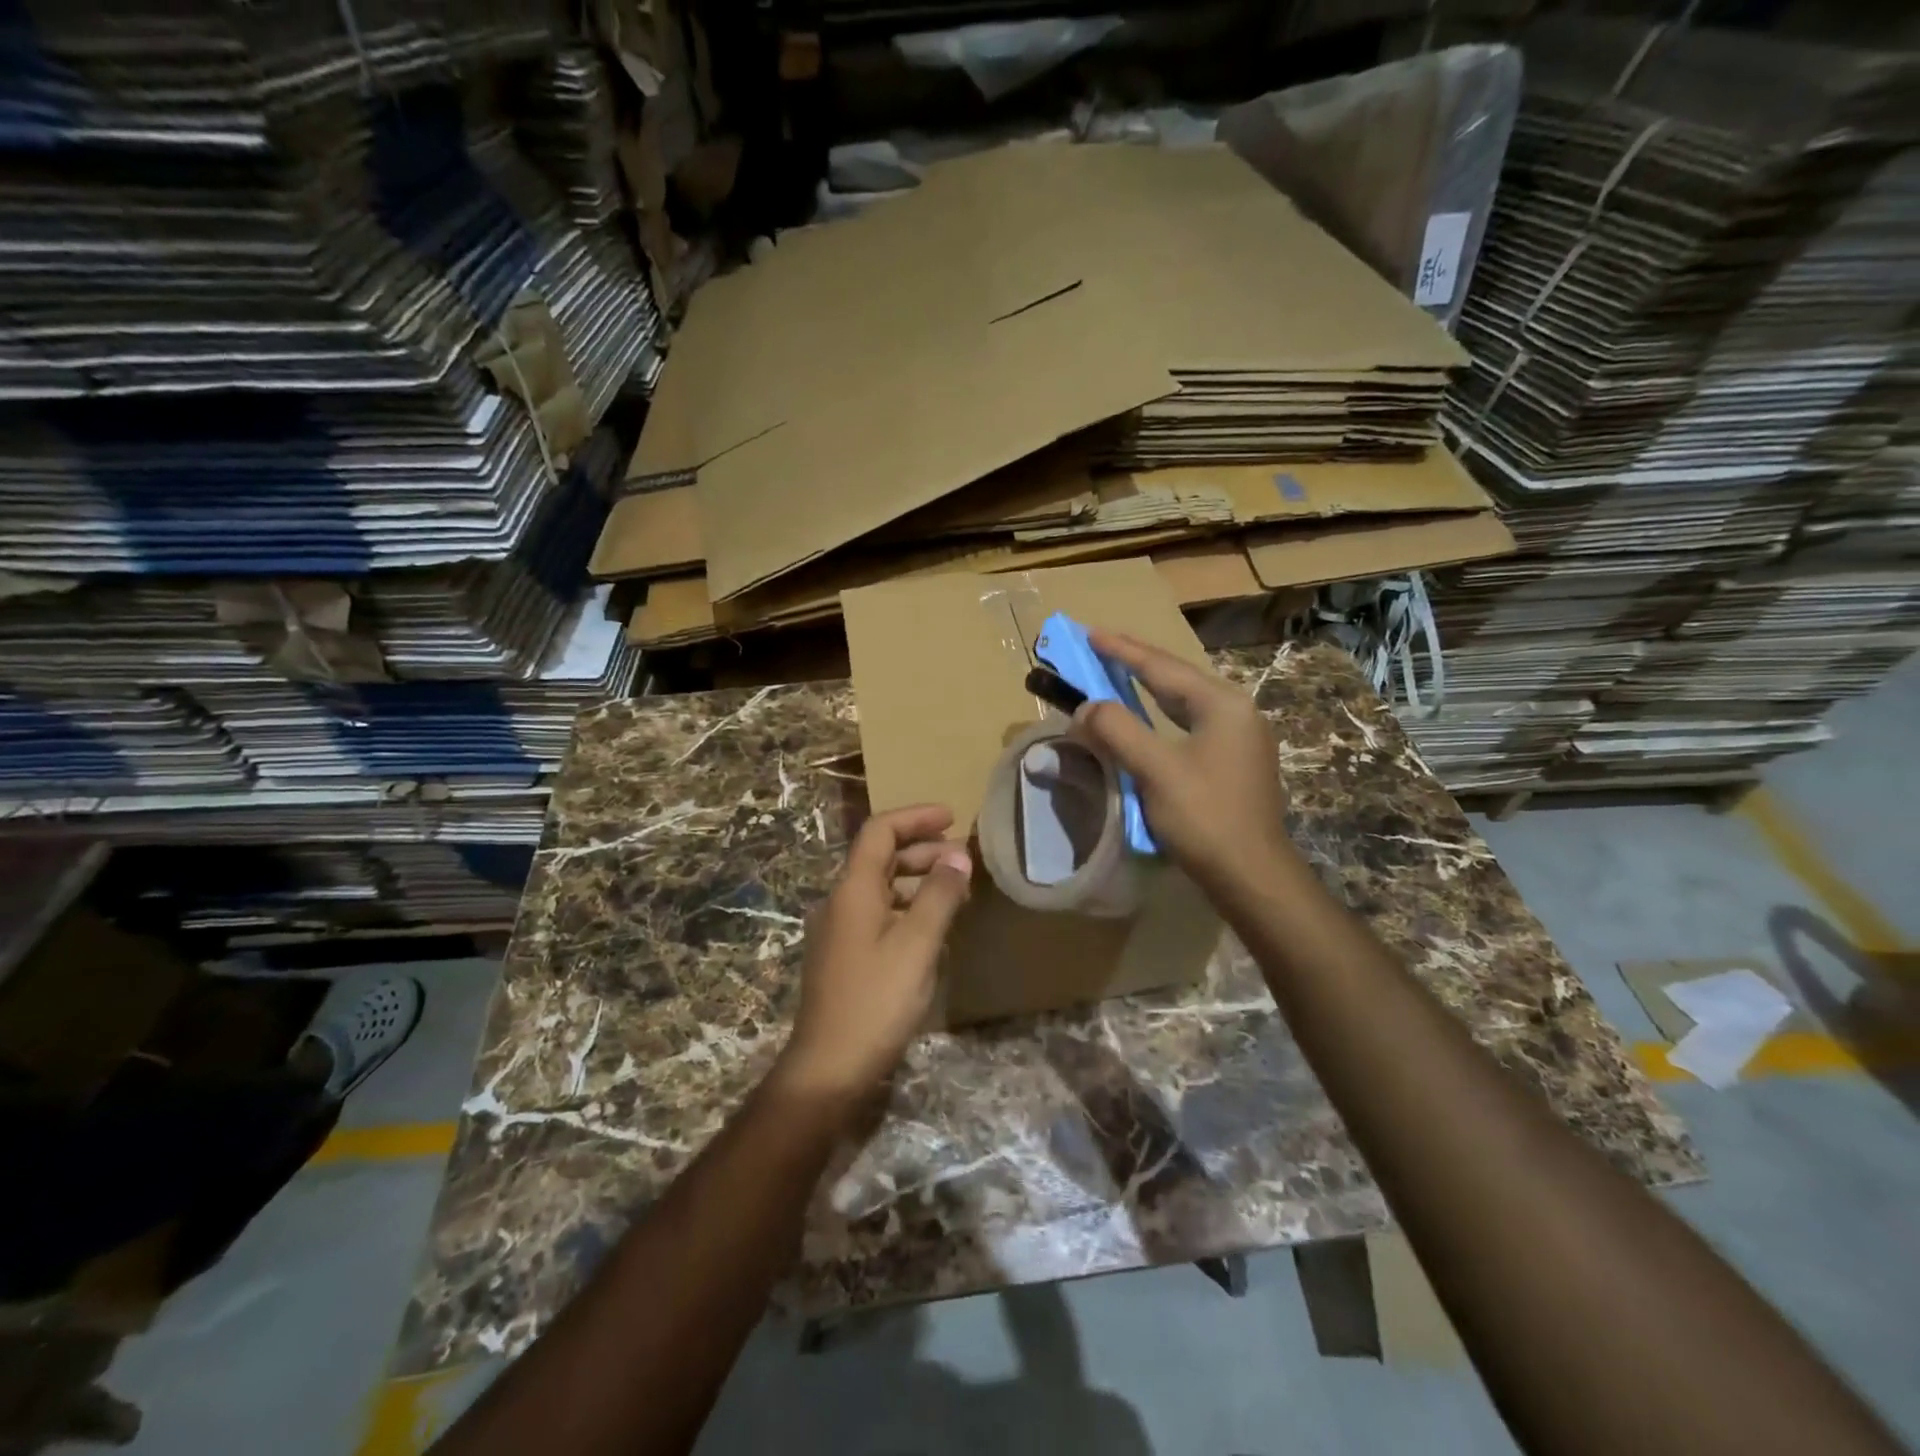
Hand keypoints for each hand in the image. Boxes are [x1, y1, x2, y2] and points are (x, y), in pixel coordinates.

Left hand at [775, 804, 972, 1106]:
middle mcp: (841, 901)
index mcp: (853, 890)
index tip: (952, 818)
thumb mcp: (917, 945)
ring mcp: (840, 930)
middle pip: (880, 856)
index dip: (915, 817)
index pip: (880, 831)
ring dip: (917, 879)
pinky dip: (908, 907)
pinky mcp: (845, 956)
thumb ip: (939, 895)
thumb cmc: (876, 1001)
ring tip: (956, 890)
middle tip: (962, 858)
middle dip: (922, 848)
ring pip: (881, 887)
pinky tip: (934, 928)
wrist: (829, 1068)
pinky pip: (879, 914)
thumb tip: (957, 855)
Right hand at [1069, 630, 1296, 900]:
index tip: (1090, 633)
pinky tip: (1151, 718)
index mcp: (1222, 704)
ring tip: (1120, 673)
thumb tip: (1086, 707)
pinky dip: (1163, 715)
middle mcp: (1237, 711)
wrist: (1251, 875)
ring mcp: (1240, 737)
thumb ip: (1118, 730)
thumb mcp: (1155, 770)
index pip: (1162, 667)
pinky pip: (1191, 723)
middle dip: (1137, 662)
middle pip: (1177, 678)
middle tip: (1101, 646)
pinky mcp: (1236, 761)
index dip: (1123, 650)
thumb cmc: (1205, 817)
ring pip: (1186, 701)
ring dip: (1150, 688)